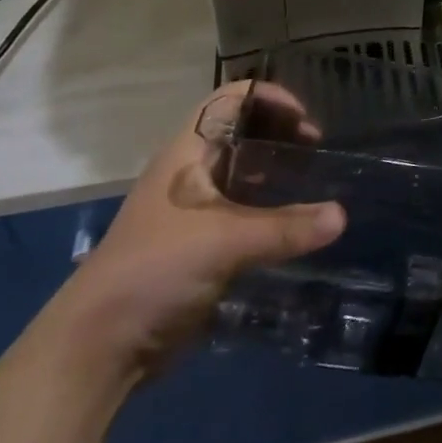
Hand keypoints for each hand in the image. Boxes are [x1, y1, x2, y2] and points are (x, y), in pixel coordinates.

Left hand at [49, 81, 345, 376]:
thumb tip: (342, 216)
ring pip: (242, 172)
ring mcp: (193, 208)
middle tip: (315, 150)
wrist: (99, 345)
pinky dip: (269, 208)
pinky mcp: (199, 243)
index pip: (231, 99)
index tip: (305, 120)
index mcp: (187, 152)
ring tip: (312, 181)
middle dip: (279, 132)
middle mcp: (190, 171)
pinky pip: (242, 211)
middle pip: (241, 131)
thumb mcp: (225, 241)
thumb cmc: (156, 268)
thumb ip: (285, 228)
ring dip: (276, 171)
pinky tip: (295, 223)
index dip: (269, 97)